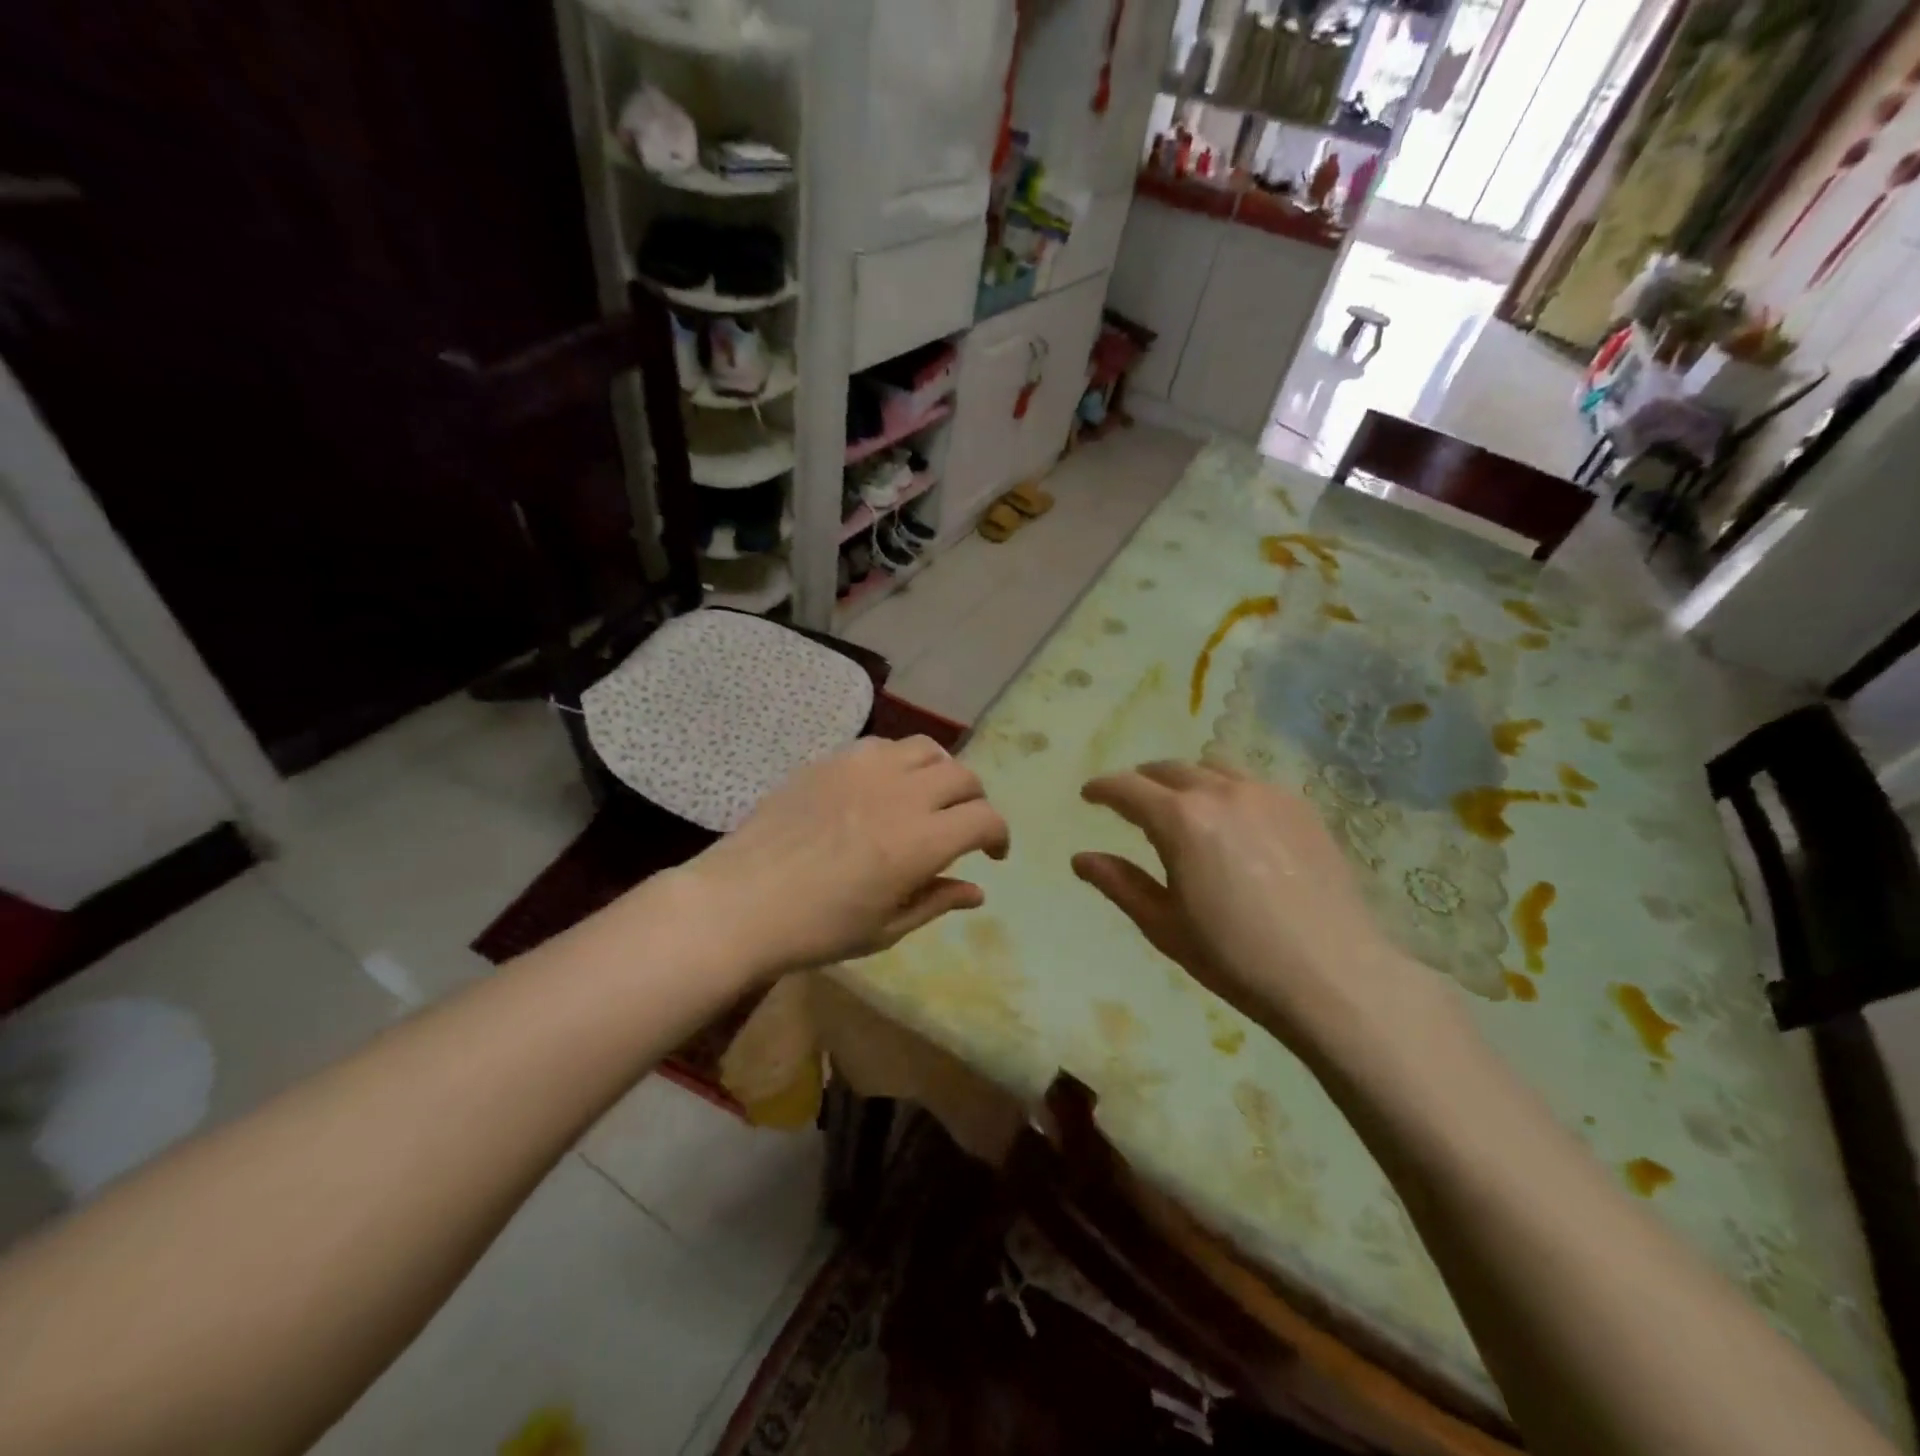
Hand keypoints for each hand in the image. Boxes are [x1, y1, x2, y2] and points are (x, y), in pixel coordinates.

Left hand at [681, 736, 1009, 977]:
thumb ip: (936, 901)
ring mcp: (863, 770)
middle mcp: (900, 795)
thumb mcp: (884, 929)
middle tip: (962, 827)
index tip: (992, 854)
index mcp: (919, 842)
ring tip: (928, 797)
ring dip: (941, 772)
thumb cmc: (815, 929)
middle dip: (975, 801)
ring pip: (927, 749)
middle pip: (964, 776)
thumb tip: (977, 891)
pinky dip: (899, 761)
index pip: (984, 818)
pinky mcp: (832, 760)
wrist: (739, 902)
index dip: (999, 835)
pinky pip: (883, 745)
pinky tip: (884, 786)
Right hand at [1073, 761, 1441, 1064]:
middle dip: (1142, 780)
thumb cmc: (1235, 957)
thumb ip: (1119, 884)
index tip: (1089, 795)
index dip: (1102, 789)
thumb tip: (1080, 859)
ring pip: (1213, 768)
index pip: (1127, 788)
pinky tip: (1233, 820)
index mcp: (1180, 819)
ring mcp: (1267, 794)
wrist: (1333, 976)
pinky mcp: (1302, 807)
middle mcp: (1221, 792)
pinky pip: (1252, 783)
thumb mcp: (1164, 925)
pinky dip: (1227, 790)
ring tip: (1182, 804)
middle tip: (1130, 801)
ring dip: (1186, 780)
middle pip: (1169, 769)